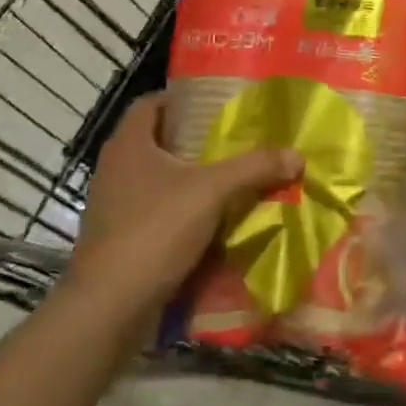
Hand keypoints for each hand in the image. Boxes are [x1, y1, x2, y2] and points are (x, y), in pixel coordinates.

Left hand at [66, 93, 302, 324]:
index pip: (150, 103)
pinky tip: (214, 219)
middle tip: (236, 139)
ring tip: (233, 178)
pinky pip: (157, 211)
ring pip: (159, 179)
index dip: (182, 98)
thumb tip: (297, 155)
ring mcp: (114, 206)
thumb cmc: (154, 231)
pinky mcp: (119, 238)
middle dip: (196, 140)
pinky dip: (183, 210)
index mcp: (129, 145)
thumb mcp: (213, 191)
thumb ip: (255, 168)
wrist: (108, 306)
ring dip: (192, 178)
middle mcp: (116, 169)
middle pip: (158, 141)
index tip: (217, 103)